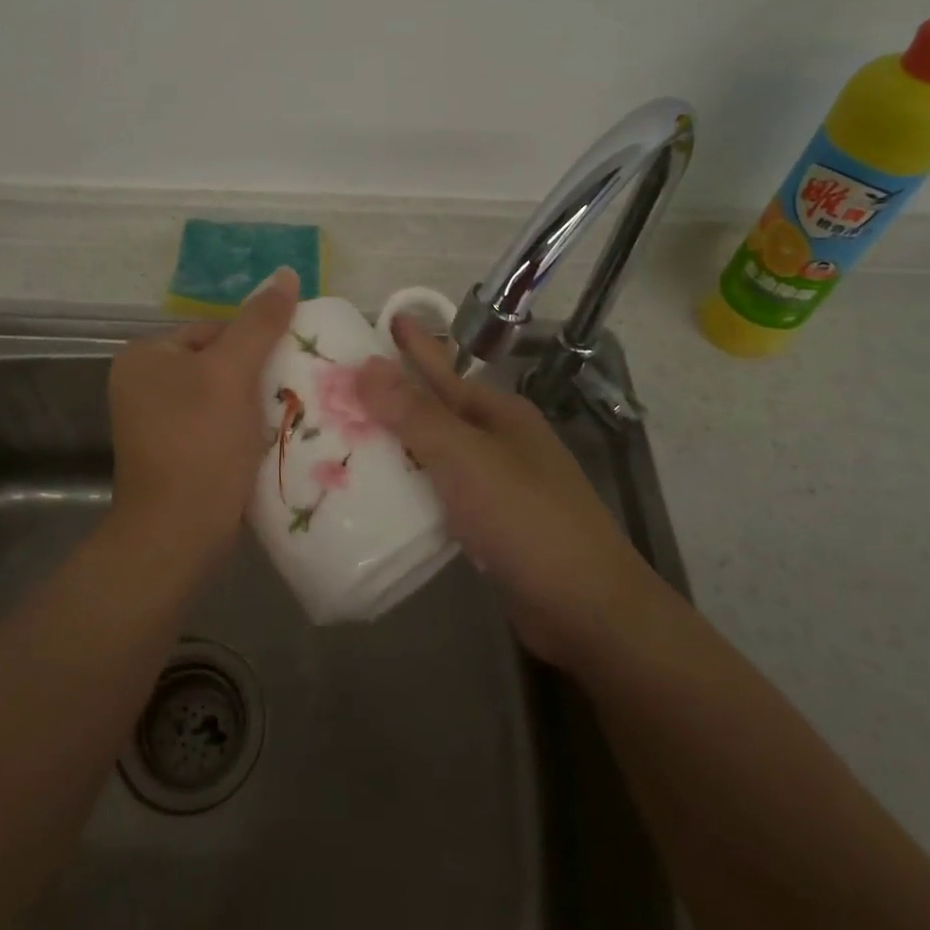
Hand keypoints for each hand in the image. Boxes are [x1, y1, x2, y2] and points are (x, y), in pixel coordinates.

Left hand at [106, 267, 298, 572]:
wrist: (178, 534)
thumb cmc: (201, 442)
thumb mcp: (234, 373)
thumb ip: (260, 322)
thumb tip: (286, 272)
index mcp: (144, 355)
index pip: (213, 329)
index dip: (254, 345)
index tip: (286, 366)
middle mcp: (140, 384)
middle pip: (217, 362)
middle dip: (255, 377)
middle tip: (292, 391)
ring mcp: (152, 422)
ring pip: (219, 396)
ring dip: (252, 405)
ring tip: (286, 416)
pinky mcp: (170, 453)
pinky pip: (213, 425)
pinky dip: (239, 429)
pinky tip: (265, 441)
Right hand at [358, 316, 648, 670]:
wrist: (588, 610)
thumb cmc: (526, 518)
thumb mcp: (465, 457)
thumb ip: (414, 413)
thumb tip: (365, 365)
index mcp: (498, 413)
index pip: (444, 369)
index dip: (415, 344)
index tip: (384, 319)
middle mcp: (499, 441)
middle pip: (437, 409)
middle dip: (394, 396)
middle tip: (342, 385)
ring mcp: (498, 484)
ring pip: (436, 453)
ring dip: (397, 443)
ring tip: (348, 435)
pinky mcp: (491, 525)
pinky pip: (440, 491)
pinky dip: (411, 486)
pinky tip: (381, 492)